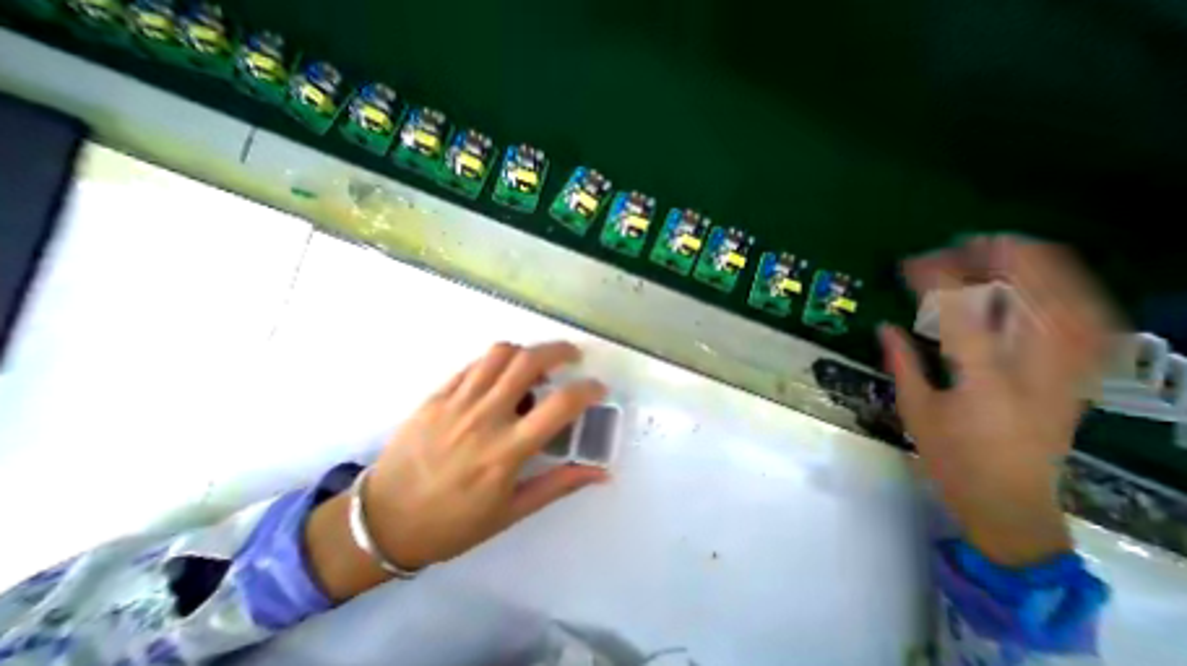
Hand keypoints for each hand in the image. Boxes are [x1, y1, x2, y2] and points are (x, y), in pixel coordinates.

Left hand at [304, 344, 606, 597]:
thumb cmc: (452, 523)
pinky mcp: (437, 396)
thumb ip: (559, 485)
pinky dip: (497, 361)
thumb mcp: (512, 511)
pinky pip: (474, 364)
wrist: (382, 522)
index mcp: (507, 451)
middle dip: (559, 350)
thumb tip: (601, 473)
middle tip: (572, 357)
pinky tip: (502, 375)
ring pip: (500, 354)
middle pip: (528, 362)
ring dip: (527, 351)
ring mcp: (457, 402)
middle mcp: (485, 418)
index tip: (597, 388)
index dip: (588, 389)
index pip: (560, 405)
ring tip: (536, 365)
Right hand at [885, 236, 1118, 565]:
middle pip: (1032, 302)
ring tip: (1012, 248)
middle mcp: (1034, 371)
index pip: (961, 314)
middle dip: (1003, 264)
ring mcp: (1066, 375)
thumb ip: (902, 363)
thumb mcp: (914, 409)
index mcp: (981, 379)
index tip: (913, 263)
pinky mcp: (1079, 381)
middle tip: (970, 243)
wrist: (1009, 500)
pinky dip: (1074, 297)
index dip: (937, 282)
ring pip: (1072, 309)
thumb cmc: (950, 455)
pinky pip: (1090, 330)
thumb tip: (885, 326)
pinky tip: (1052, 283)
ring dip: (1046, 271)